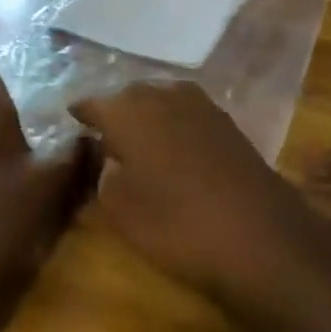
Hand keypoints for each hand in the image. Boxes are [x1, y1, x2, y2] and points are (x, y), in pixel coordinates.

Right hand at [70, 81, 330, 320]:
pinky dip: (174, 126)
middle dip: (115, 113)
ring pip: (160, 101)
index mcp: (127, 110)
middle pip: (128, 97)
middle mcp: (161, 94)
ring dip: (147, 117)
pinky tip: (174, 149)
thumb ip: (103, 173)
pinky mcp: (226, 121)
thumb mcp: (119, 208)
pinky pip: (186, 114)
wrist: (260, 237)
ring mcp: (199, 104)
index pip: (92, 103)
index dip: (80, 115)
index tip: (70, 122)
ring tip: (138, 143)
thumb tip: (108, 155)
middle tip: (103, 138)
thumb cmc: (175, 224)